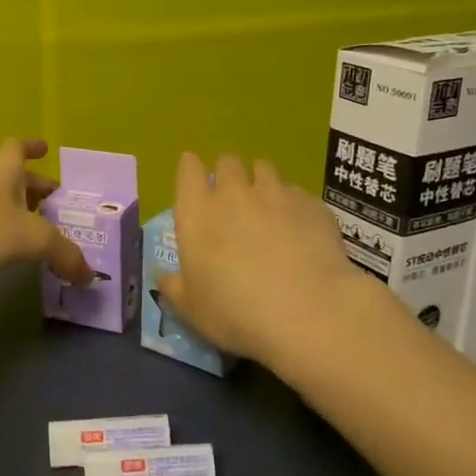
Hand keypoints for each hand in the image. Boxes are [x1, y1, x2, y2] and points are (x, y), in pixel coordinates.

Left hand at [0, 139, 92, 305]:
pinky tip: (20, 261)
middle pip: (11, 182)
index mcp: (2, 176)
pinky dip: (6, 245)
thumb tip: (89, 274)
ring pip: (0, 211)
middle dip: (34, 190)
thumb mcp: (34, 239)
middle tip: (56, 204)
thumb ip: (65, 254)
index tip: (45, 149)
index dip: (30, 147)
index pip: (15, 149)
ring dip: (21, 219)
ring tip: (44, 236)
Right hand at [157, 152, 371, 364]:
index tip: (194, 177)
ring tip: (266, 203)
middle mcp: (233, 194)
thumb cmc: (236, 312)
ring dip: (260, 180)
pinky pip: (296, 192)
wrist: (307, 311)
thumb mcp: (192, 310)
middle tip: (231, 195)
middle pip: (227, 162)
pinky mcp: (311, 204)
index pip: (188, 170)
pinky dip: (292, 203)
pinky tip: (299, 226)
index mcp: (197, 214)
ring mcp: (276, 194)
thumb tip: (164, 278)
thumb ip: (174, 289)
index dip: (191, 169)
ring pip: (264, 168)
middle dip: (227, 172)